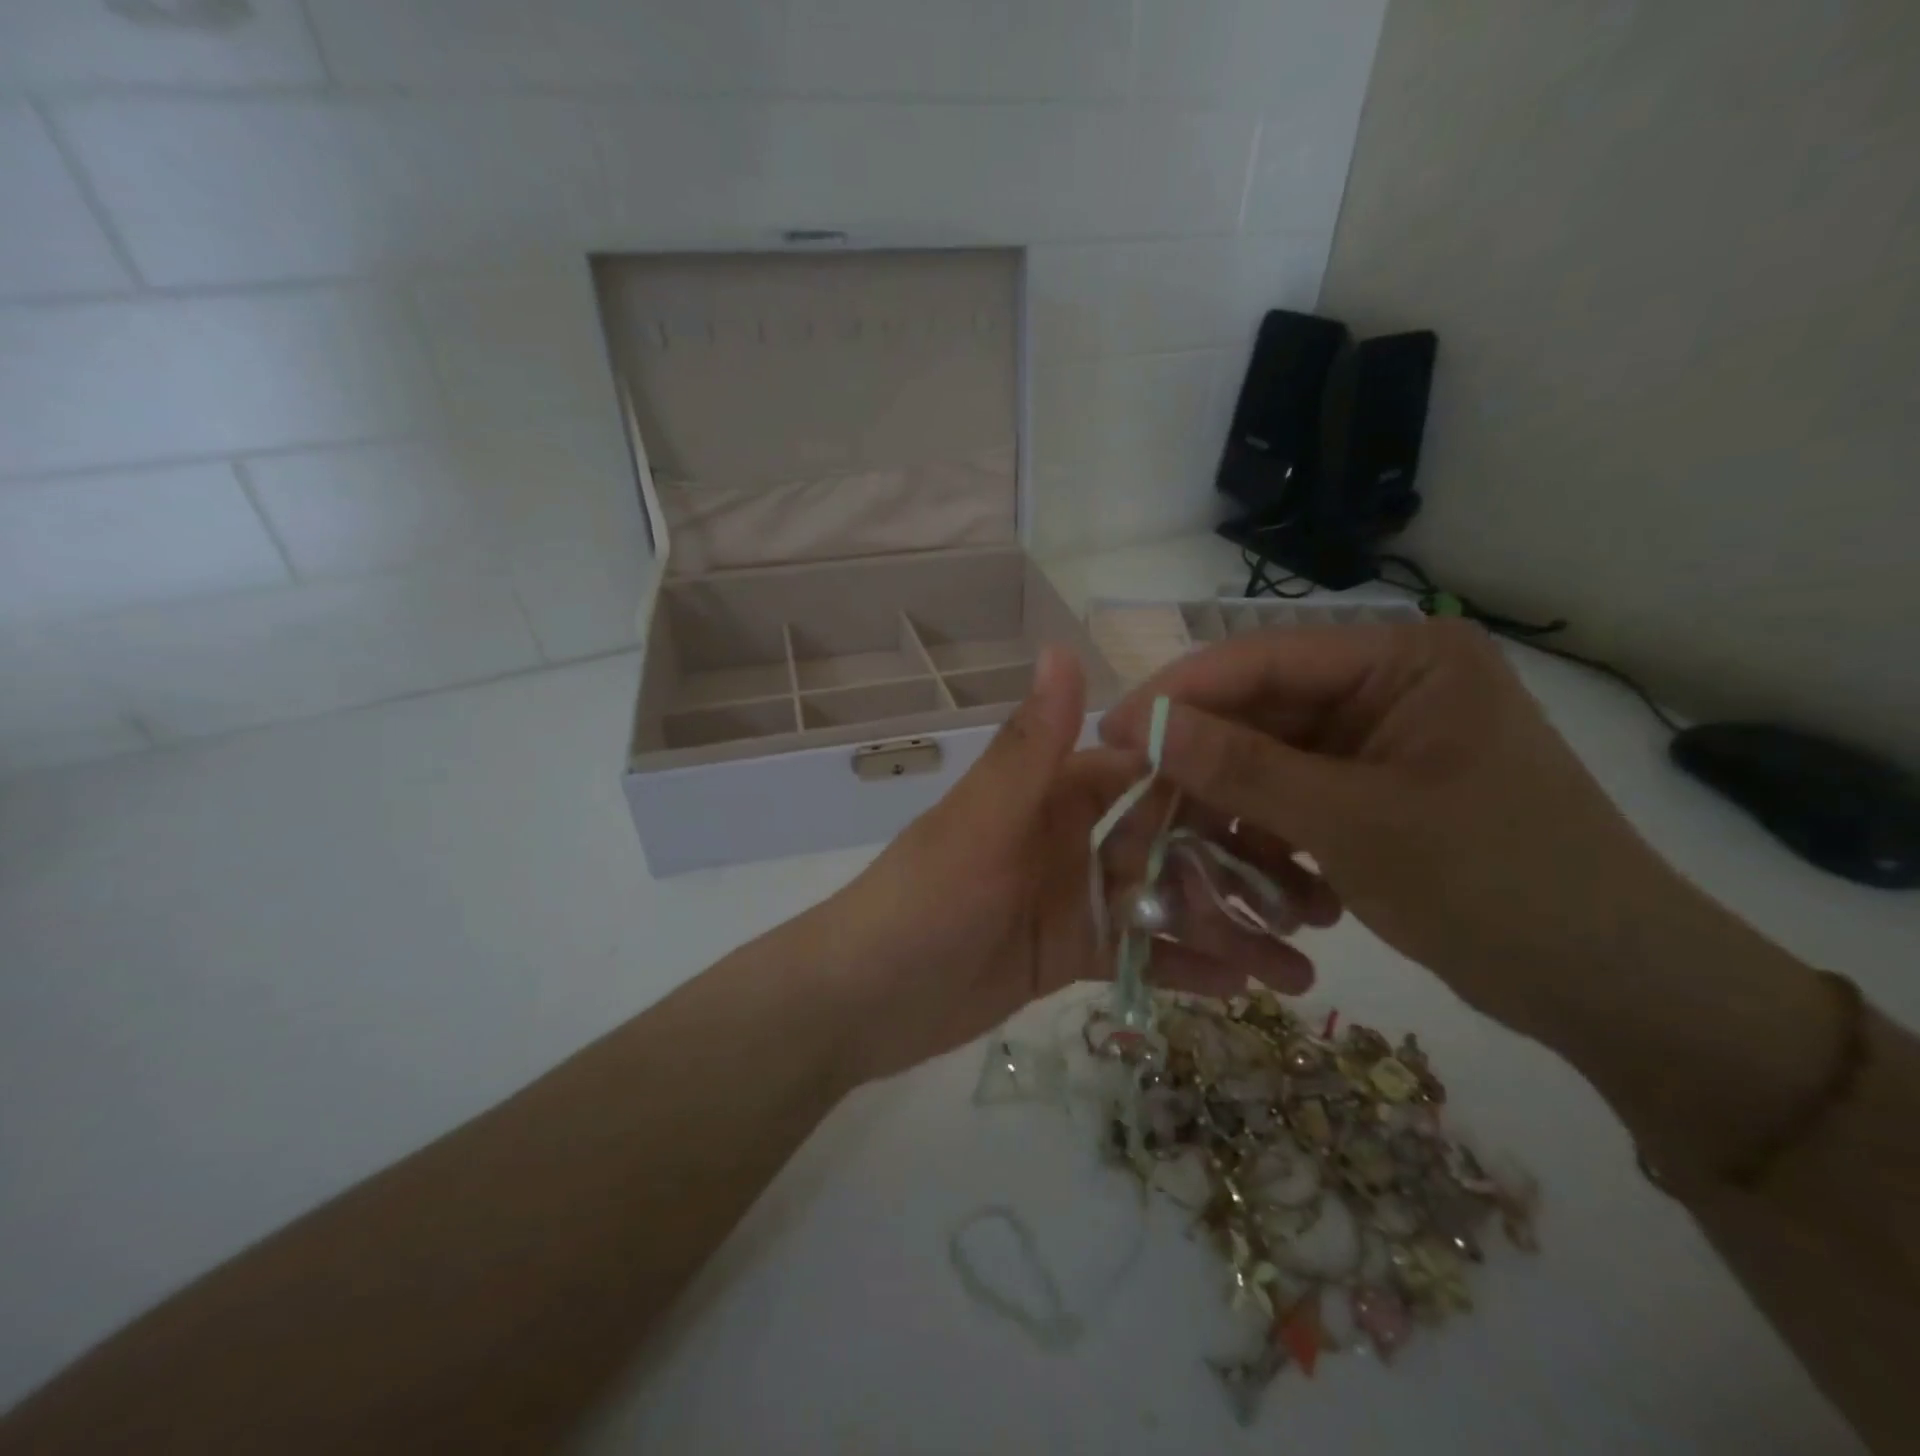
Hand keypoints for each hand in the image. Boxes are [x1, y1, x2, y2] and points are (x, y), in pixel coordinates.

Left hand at [814, 647, 1336, 1085]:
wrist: (862, 1001)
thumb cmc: (922, 902)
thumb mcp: (981, 824)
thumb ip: (1029, 747)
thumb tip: (1063, 647)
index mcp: (1052, 794)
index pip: (1147, 774)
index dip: (1214, 783)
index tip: (1293, 799)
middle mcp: (1070, 837)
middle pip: (1169, 842)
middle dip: (1238, 867)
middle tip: (1323, 902)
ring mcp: (1074, 897)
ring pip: (1163, 903)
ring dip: (1226, 927)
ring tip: (1304, 966)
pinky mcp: (1071, 954)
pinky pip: (1140, 954)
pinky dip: (1185, 968)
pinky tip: (1248, 989)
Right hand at [1098, 620, 1698, 1045]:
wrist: (1616, 993)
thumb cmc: (1498, 887)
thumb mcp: (1354, 823)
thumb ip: (1240, 767)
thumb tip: (1139, 724)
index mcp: (1403, 659)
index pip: (1263, 659)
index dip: (1180, 696)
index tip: (1111, 735)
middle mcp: (1387, 687)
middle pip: (1261, 714)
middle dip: (1205, 769)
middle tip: (1140, 808)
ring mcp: (1379, 743)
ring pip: (1269, 765)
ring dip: (1240, 819)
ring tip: (1214, 871)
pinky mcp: (1374, 793)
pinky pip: (1294, 802)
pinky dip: (1274, 843)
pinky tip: (1282, 896)